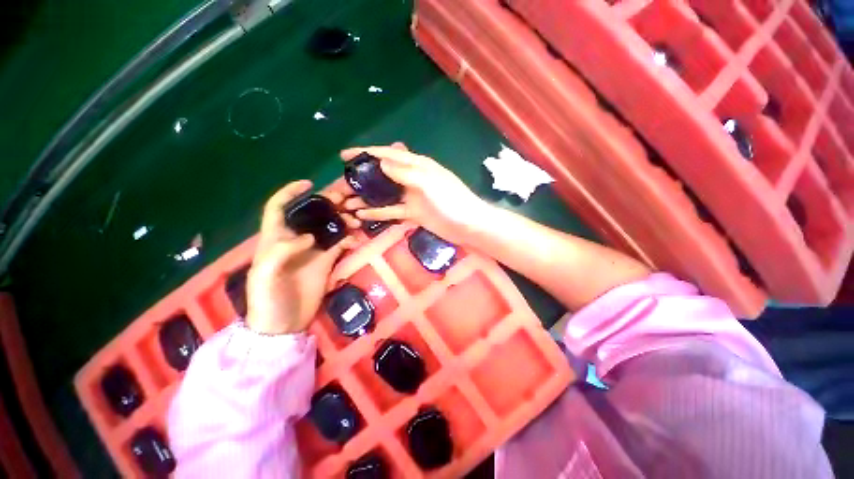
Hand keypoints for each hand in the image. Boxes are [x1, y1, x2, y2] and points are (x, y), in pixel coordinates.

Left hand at [246, 180, 357, 334]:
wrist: (283, 325)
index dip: (290, 193)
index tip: (309, 184)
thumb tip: (309, 236)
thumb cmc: (266, 300)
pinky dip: (349, 239)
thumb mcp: (265, 276)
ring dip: (343, 220)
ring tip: (355, 220)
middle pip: (312, 214)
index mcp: (275, 238)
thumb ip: (281, 252)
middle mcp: (296, 240)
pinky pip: (341, 244)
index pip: (278, 208)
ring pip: (330, 227)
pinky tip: (356, 241)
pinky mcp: (327, 261)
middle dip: (327, 204)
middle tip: (345, 200)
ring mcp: (314, 250)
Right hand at [340, 143, 487, 242]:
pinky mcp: (412, 213)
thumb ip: (404, 172)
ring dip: (366, 197)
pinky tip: (362, 215)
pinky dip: (378, 212)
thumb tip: (381, 163)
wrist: (467, 224)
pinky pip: (391, 211)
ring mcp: (411, 197)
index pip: (387, 155)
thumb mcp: (427, 182)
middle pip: (381, 175)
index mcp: (416, 165)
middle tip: (340, 185)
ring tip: (346, 203)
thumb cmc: (451, 200)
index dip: (366, 154)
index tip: (344, 156)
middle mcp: (411, 179)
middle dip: (361, 179)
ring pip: (384, 194)